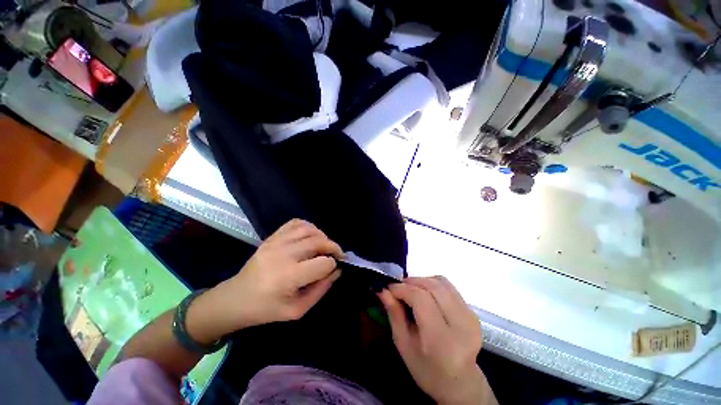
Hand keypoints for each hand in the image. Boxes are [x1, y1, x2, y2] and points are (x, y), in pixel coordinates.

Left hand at [189, 219, 343, 340]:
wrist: (235, 299)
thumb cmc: (266, 310)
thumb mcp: (297, 310)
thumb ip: (320, 290)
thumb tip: (337, 271)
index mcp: (288, 277)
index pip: (323, 263)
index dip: (333, 265)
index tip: (334, 269)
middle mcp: (283, 255)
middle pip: (318, 242)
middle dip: (333, 247)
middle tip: (337, 254)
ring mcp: (275, 242)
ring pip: (309, 229)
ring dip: (322, 236)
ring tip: (324, 245)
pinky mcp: (271, 237)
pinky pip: (295, 223)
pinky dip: (308, 226)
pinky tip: (311, 236)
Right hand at [378, 277, 496, 404]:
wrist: (460, 383)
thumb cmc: (426, 369)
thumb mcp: (403, 345)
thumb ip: (394, 314)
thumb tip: (382, 289)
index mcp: (442, 341)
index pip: (421, 299)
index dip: (402, 288)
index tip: (388, 287)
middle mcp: (461, 325)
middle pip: (432, 287)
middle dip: (411, 282)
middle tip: (397, 287)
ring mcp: (470, 316)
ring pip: (441, 282)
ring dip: (421, 280)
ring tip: (410, 290)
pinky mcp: (472, 311)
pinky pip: (448, 286)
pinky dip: (432, 284)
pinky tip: (425, 293)